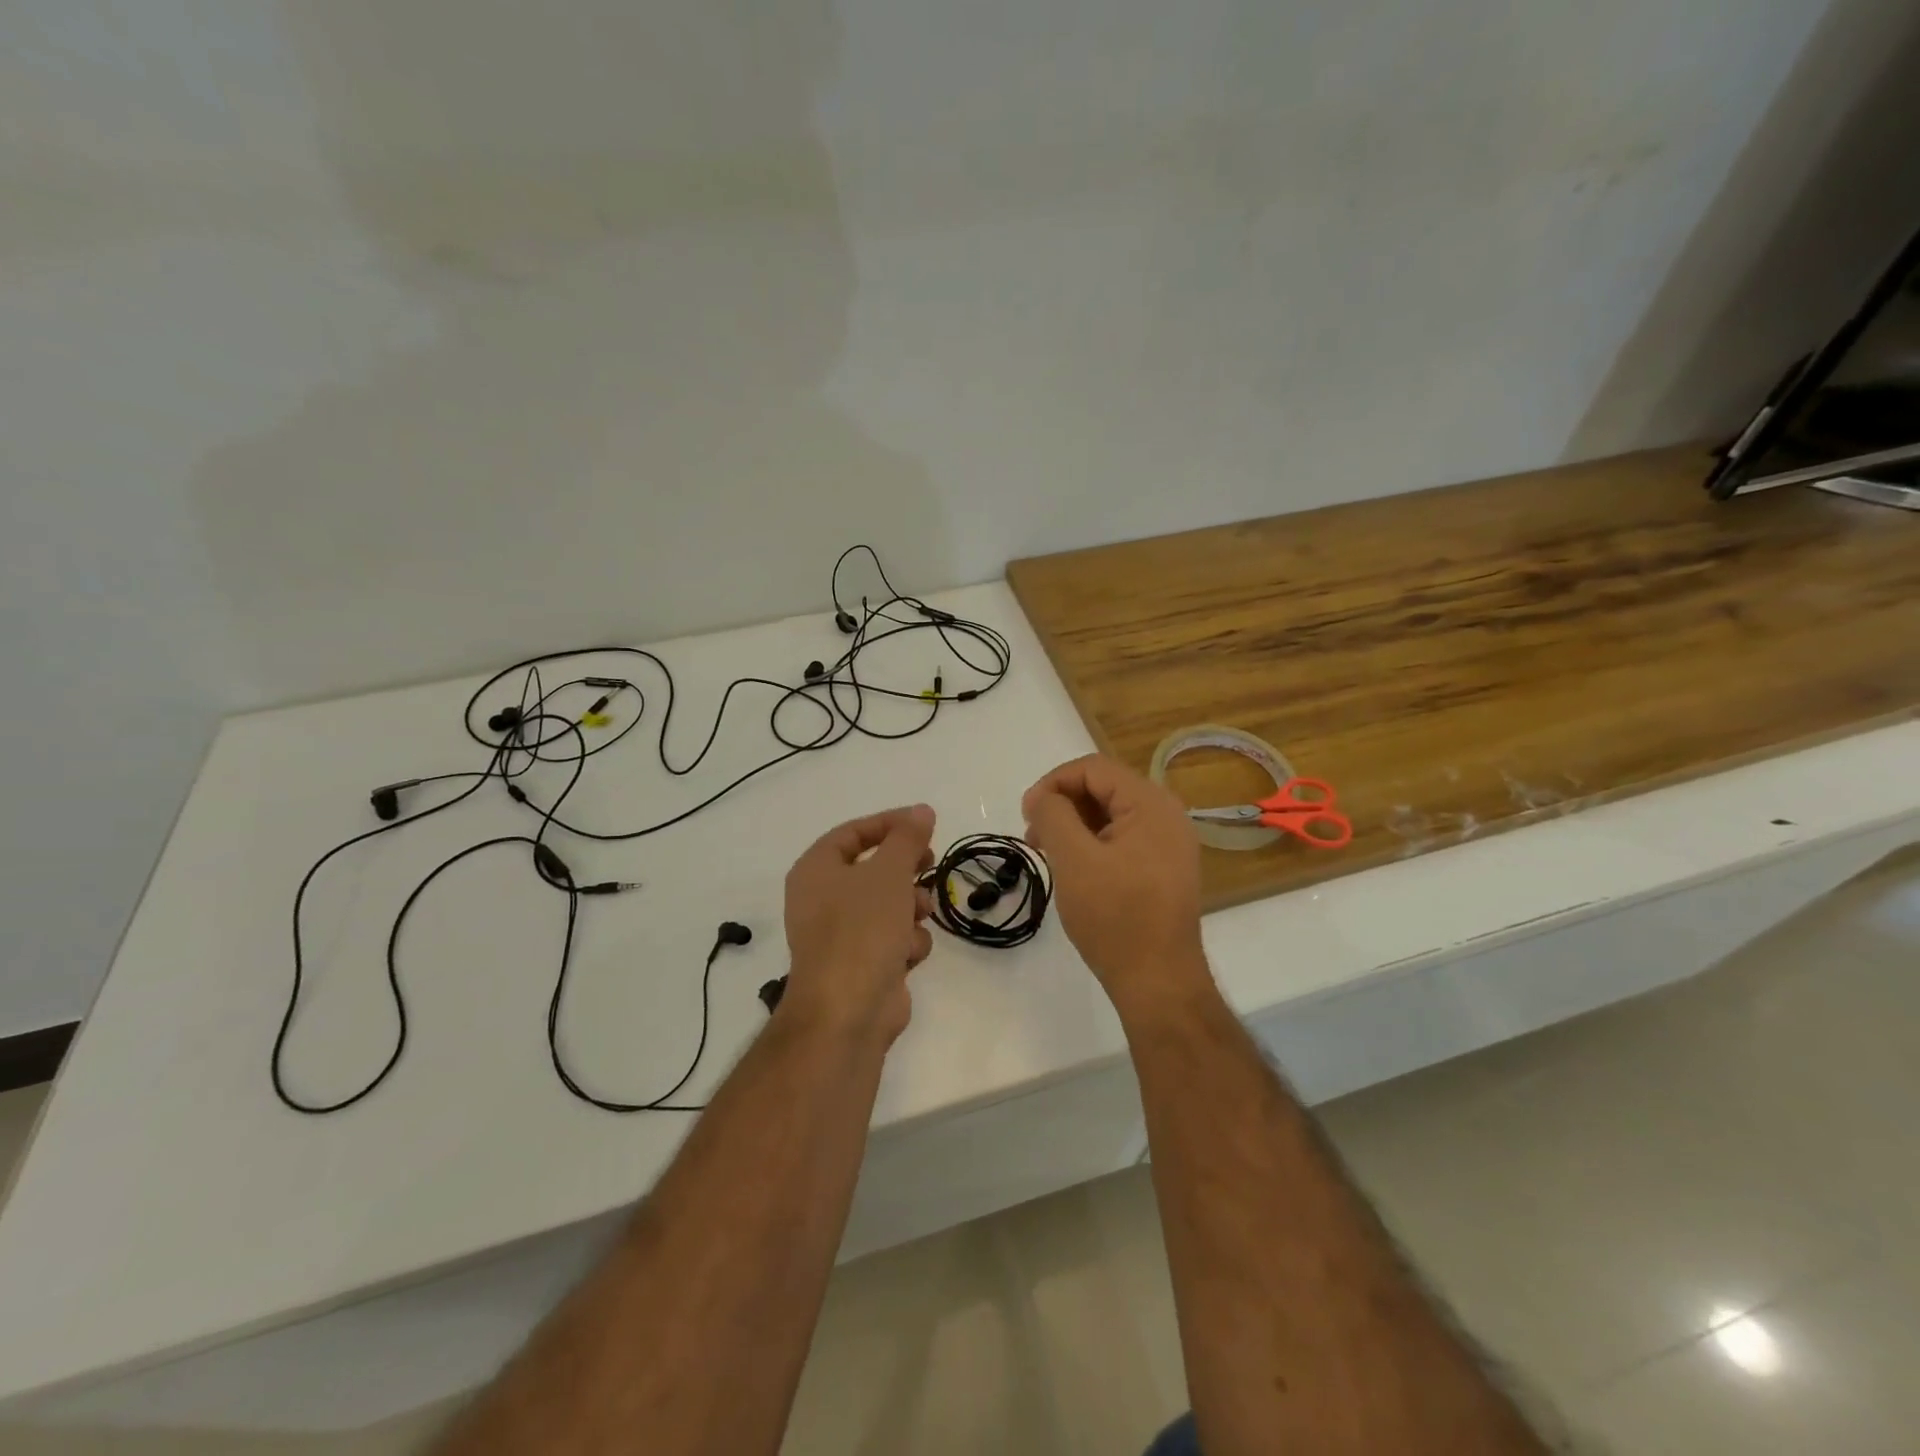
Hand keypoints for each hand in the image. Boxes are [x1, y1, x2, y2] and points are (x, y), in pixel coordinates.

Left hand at [782, 804, 936, 1043]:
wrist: (847, 1012)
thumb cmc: (862, 930)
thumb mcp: (889, 873)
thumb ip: (907, 838)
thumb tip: (921, 811)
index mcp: (816, 870)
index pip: (853, 833)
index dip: (890, 824)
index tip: (925, 823)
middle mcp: (822, 899)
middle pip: (873, 869)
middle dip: (906, 870)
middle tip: (930, 863)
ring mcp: (841, 935)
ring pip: (888, 905)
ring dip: (911, 908)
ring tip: (919, 915)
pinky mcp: (861, 965)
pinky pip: (892, 938)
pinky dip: (905, 943)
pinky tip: (908, 955)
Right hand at [1022, 755, 1207, 1010]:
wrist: (1159, 982)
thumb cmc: (1115, 917)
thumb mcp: (1074, 860)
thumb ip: (1053, 815)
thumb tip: (1041, 797)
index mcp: (1151, 804)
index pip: (1094, 769)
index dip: (1053, 782)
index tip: (1026, 813)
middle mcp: (1166, 815)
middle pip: (1104, 789)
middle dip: (1063, 805)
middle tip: (1033, 837)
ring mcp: (1168, 844)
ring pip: (1110, 815)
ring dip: (1074, 825)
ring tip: (1047, 854)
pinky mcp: (1163, 868)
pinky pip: (1122, 839)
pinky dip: (1092, 844)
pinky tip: (1073, 869)